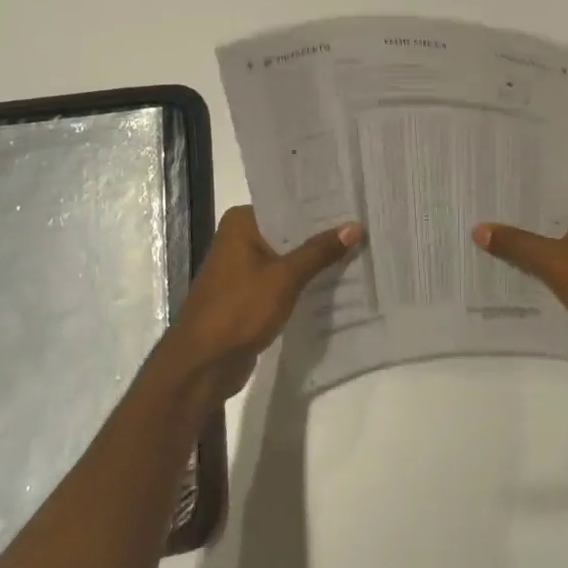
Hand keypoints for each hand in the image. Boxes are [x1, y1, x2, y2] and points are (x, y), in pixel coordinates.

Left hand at [158, 206, 361, 402]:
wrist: (204, 364)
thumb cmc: (240, 309)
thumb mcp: (285, 277)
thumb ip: (320, 251)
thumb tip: (355, 226)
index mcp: (241, 223)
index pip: (287, 206)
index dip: (320, 207)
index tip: (353, 203)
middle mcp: (239, 239)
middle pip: (288, 231)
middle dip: (321, 234)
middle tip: (363, 227)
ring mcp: (243, 269)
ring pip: (287, 257)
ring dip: (314, 260)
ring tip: (358, 251)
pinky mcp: (249, 295)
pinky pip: (282, 280)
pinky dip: (303, 281)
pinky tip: (335, 281)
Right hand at [475, 180, 567, 377]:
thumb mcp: (556, 263)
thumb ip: (517, 245)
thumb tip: (479, 228)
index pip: (557, 178)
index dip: (527, 180)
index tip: (495, 181)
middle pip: (557, 208)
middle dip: (525, 212)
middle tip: (484, 208)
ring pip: (562, 234)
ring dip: (535, 238)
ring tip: (493, 235)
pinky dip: (548, 260)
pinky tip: (519, 267)